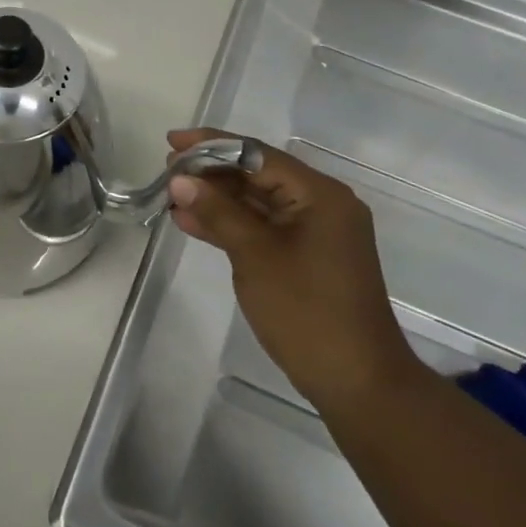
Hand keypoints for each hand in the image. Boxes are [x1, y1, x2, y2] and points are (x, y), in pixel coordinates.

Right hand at [167, 129, 415, 409]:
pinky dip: (231, 224)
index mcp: (319, 194)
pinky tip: (193, 222)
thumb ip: (218, 212)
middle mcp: (321, 204)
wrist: (357, 383)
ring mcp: (315, 232)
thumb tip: (180, 180)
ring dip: (216, 199)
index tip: (172, 143)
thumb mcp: (255, 255)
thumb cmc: (307, 311)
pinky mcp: (307, 256)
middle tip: (168, 171)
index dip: (211, 145)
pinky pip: (263, 227)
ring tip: (172, 196)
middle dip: (211, 172)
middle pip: (258, 174)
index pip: (257, 154)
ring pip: (257, 202)